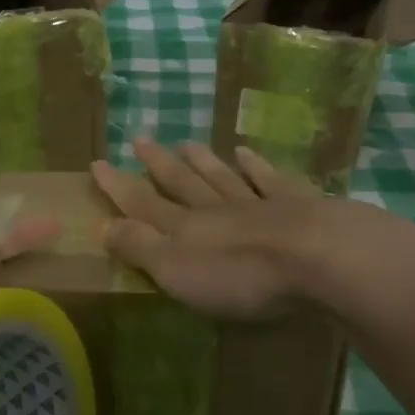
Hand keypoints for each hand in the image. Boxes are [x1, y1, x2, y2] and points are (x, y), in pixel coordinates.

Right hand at [90, 141, 324, 318]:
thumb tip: (104, 225)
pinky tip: (246, 152)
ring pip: (222, 177)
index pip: (143, 204)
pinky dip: (255, 166)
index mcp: (186, 229)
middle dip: (157, 164)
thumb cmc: (241, 274)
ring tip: (186, 143)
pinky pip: (269, 180)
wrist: (317, 257)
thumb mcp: (177, 270)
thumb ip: (142, 247)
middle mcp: (217, 209)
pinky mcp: (298, 204)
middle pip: (182, 182)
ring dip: (202, 161)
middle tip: (139, 139)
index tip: (97, 163)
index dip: (118, 187)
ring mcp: (258, 202)